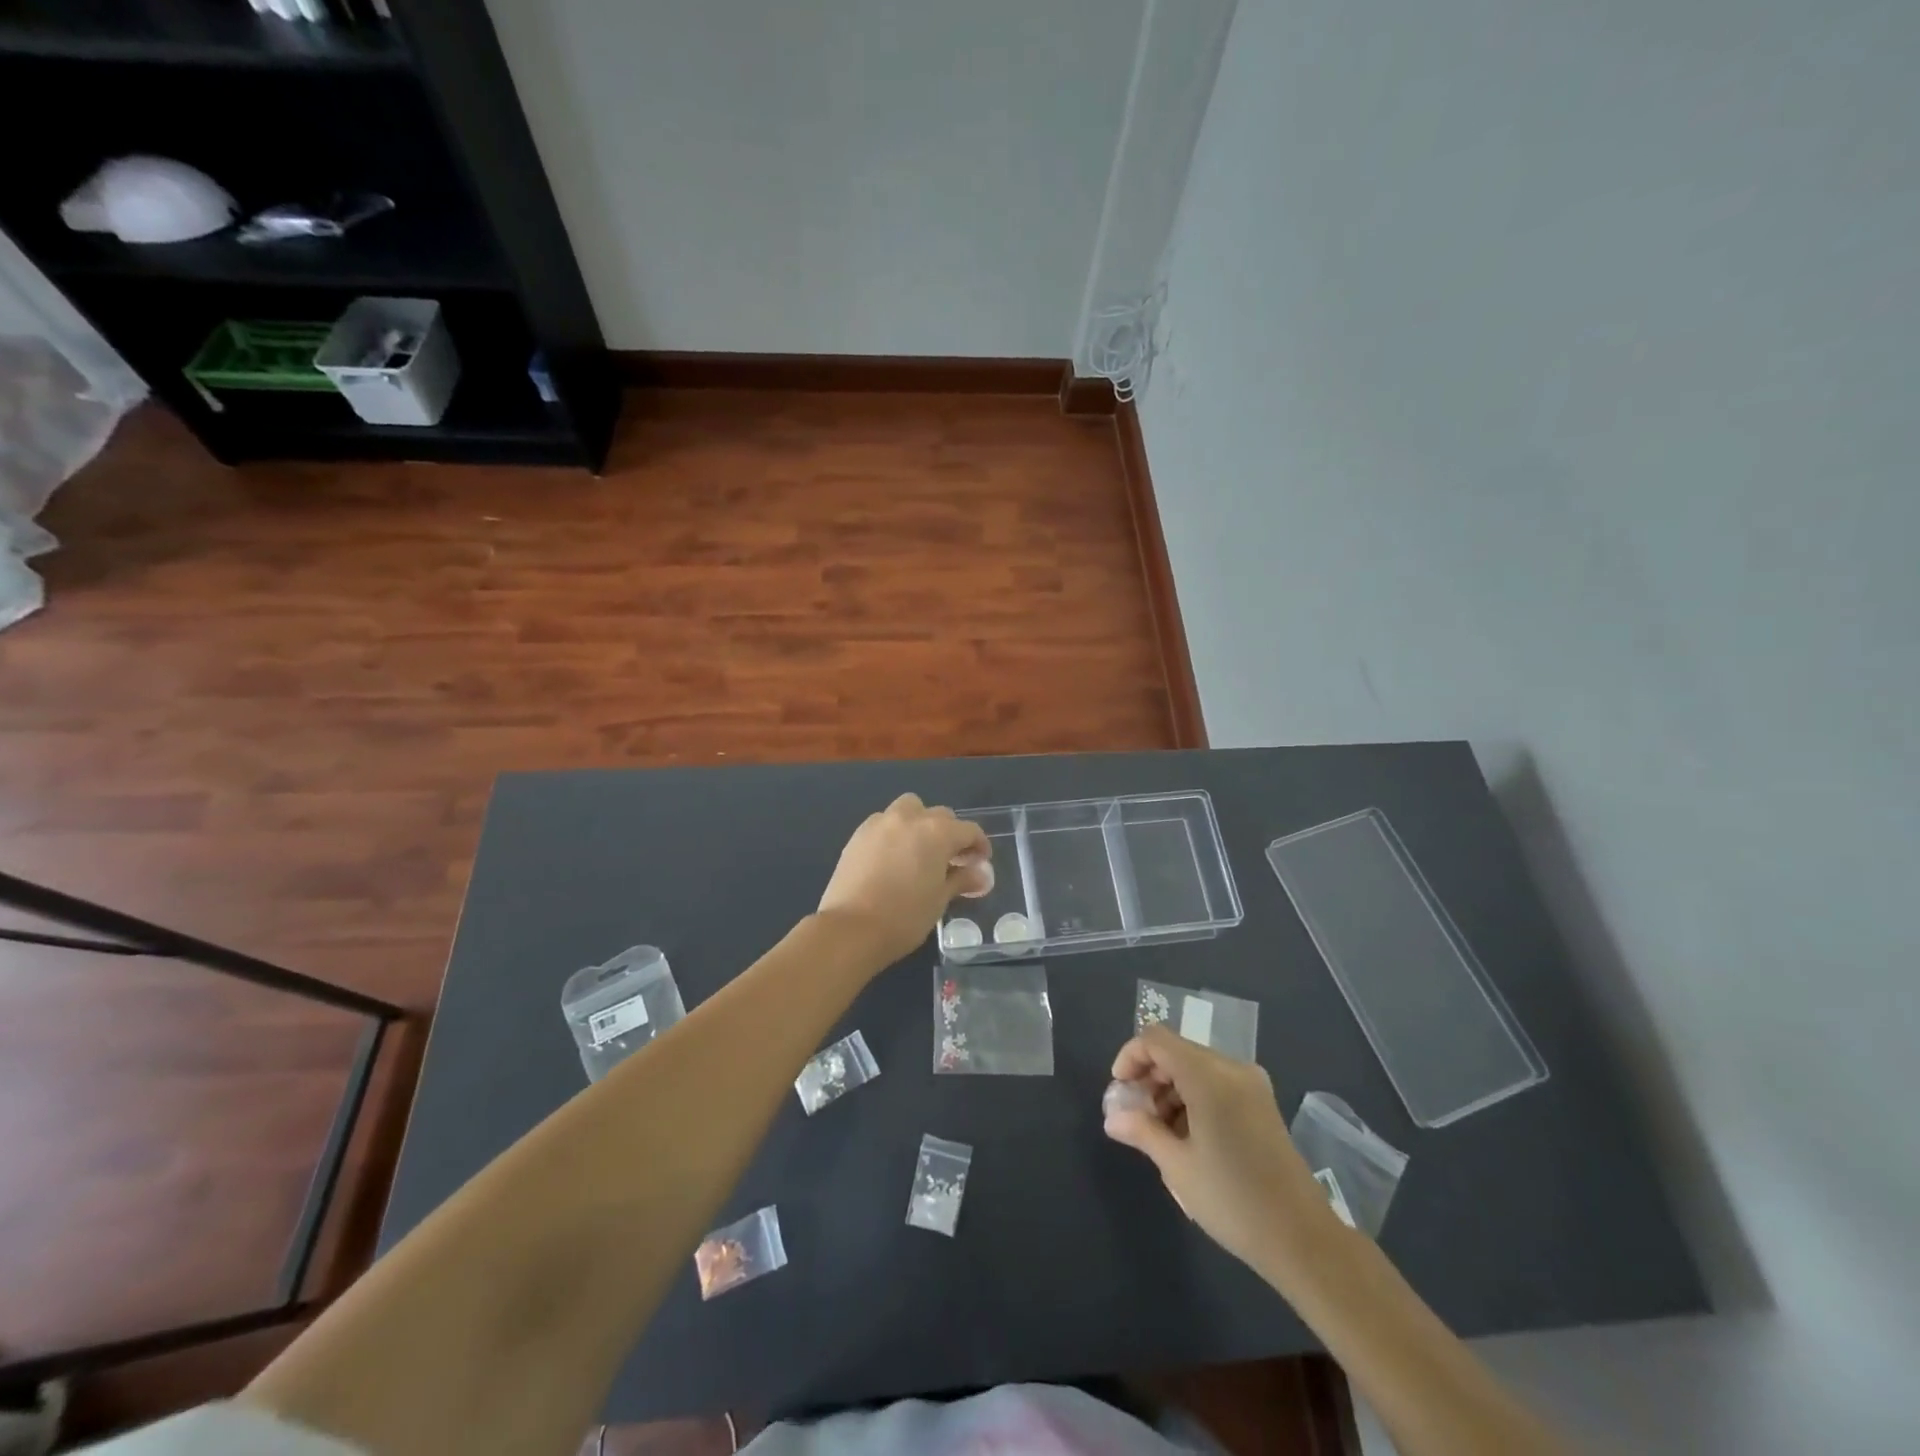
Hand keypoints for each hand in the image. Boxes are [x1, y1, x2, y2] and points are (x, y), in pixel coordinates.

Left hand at [816, 793, 990, 967]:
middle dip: (951, 833)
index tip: (981, 863)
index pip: (969, 830)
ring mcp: (881, 823)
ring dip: (920, 823)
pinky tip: (893, 858)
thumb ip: (961, 879)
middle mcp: (910, 818)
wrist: (851, 929)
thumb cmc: (904, 917)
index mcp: (937, 832)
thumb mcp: (939, 899)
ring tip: (920, 851)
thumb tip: (982, 875)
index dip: (980, 845)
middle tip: (952, 860)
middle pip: (940, 815)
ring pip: (909, 809)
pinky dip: (895, 832)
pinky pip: (885, 822)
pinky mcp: (858, 834)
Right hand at [1104, 1025, 1341, 1275]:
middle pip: (1176, 1051)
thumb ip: (1142, 1132)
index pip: (1156, 1040)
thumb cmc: (1233, 1201)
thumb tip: (1112, 1118)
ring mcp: (1251, 1085)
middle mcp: (1232, 1069)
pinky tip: (1187, 1137)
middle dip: (1149, 1078)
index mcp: (1210, 1076)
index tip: (1120, 1092)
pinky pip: (1216, 1083)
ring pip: (1195, 1067)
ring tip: (1160, 1134)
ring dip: (1170, 1089)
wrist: (1303, 1240)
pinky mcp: (1261, 1103)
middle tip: (1137, 1118)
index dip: (1130, 1057)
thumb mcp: (1178, 1167)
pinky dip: (1193, 1098)